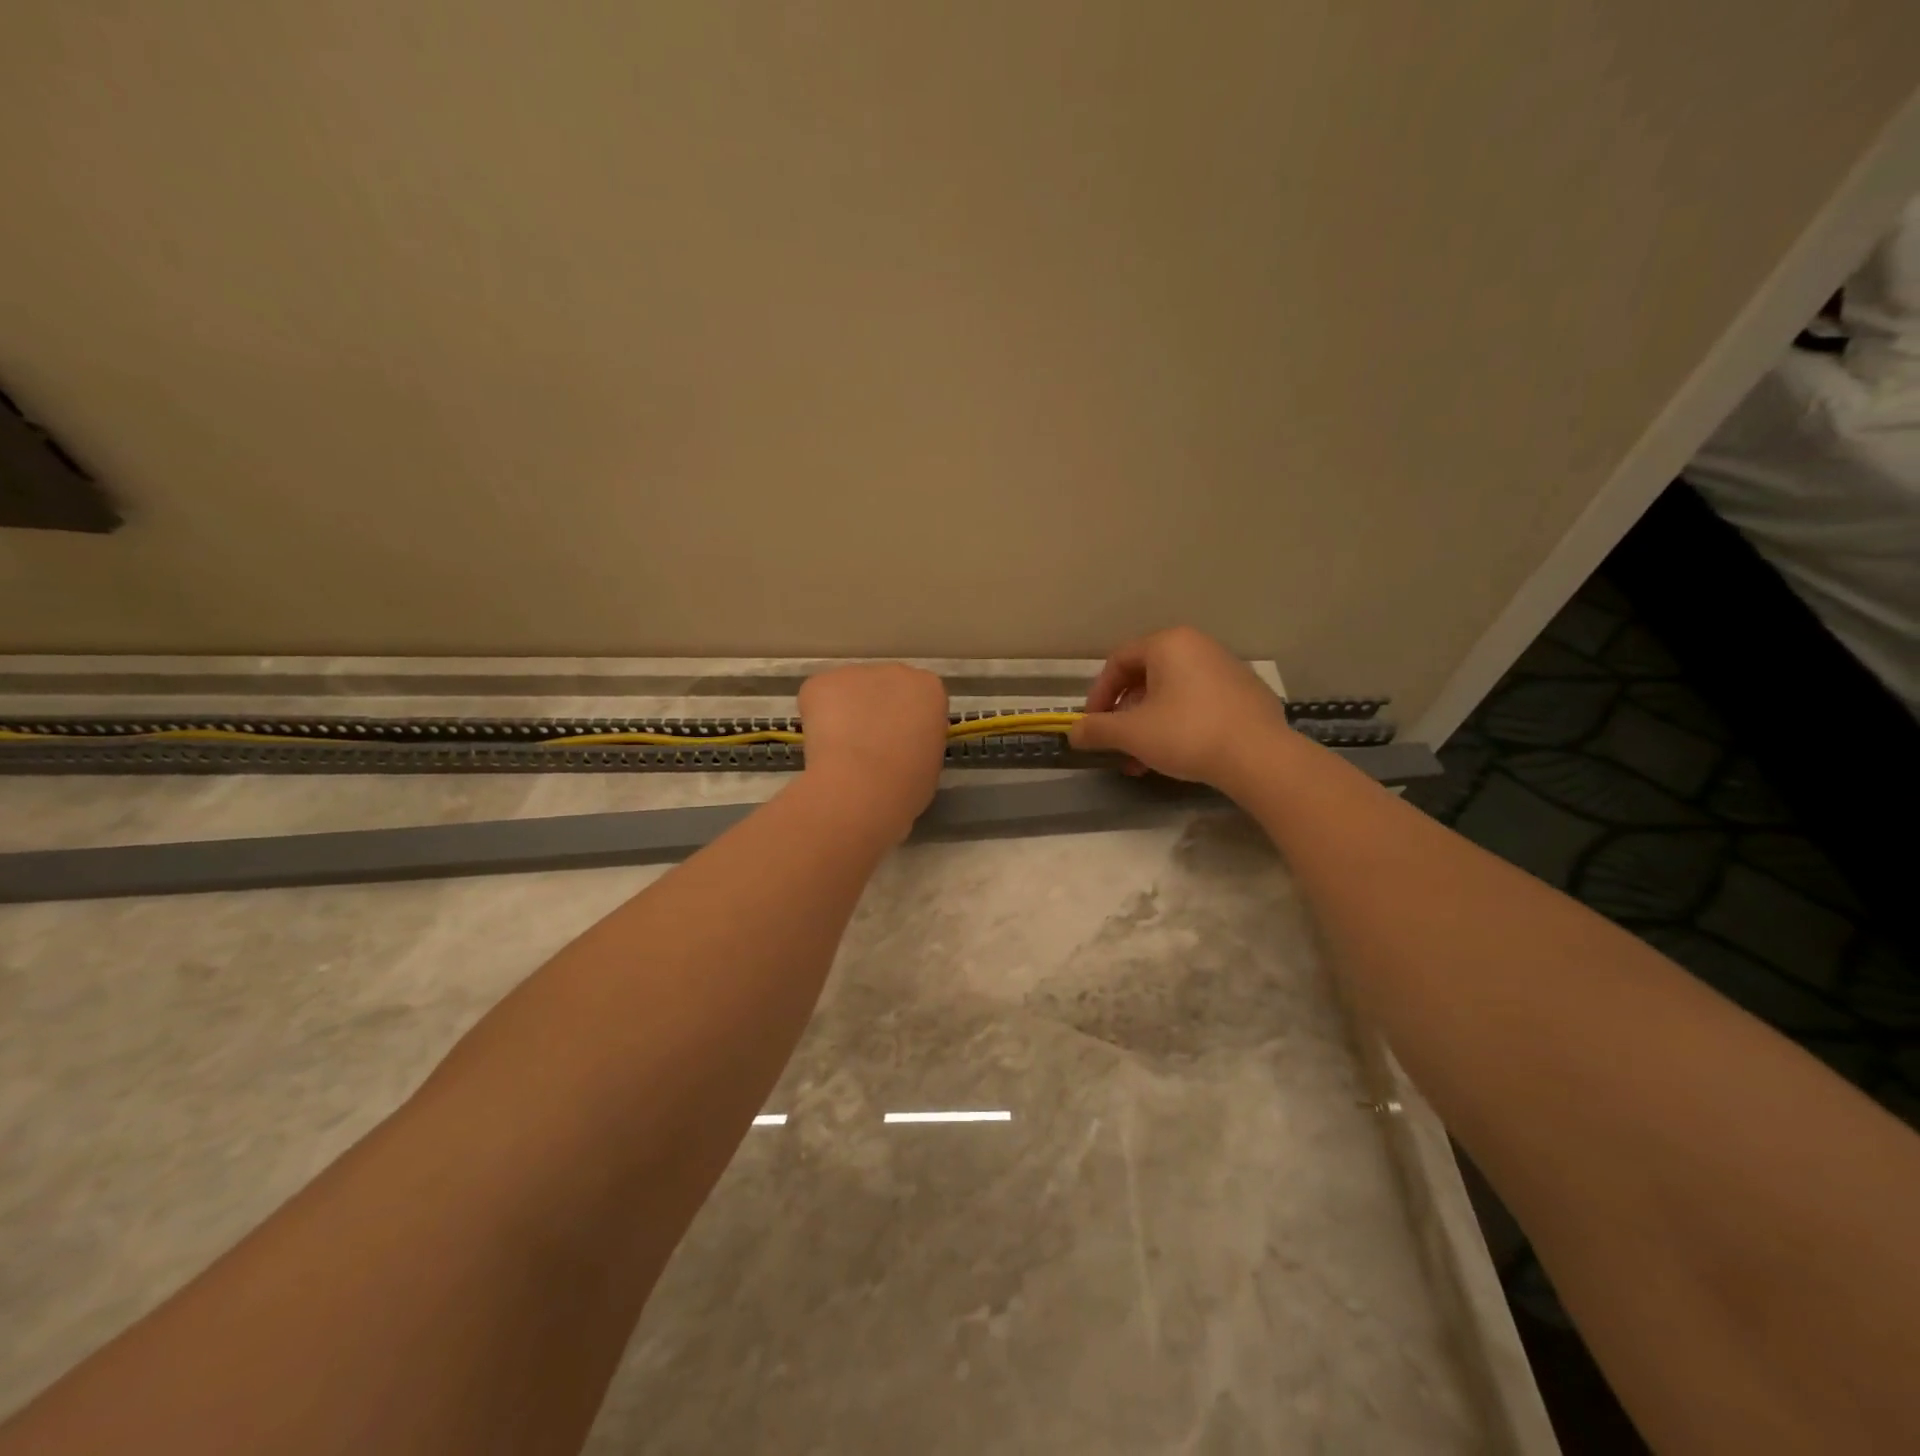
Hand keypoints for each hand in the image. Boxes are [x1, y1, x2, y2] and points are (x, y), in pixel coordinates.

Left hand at [798, 664, 949, 841]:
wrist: (862, 787)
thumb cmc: (907, 784)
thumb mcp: (930, 760)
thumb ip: (917, 740)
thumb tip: (899, 744)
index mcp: (929, 689)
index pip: (918, 700)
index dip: (905, 723)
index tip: (898, 745)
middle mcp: (896, 671)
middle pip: (883, 688)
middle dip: (874, 711)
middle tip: (867, 748)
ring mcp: (855, 673)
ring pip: (848, 693)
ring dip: (844, 714)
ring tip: (840, 752)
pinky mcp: (820, 682)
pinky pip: (817, 699)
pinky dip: (815, 720)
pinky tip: (822, 747)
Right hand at [1069, 627, 1291, 790]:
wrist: (1259, 757)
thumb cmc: (1186, 734)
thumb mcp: (1132, 733)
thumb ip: (1097, 729)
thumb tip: (1073, 732)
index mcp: (1168, 644)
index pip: (1118, 661)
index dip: (1098, 694)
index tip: (1092, 725)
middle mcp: (1198, 646)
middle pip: (1145, 677)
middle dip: (1125, 715)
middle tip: (1117, 745)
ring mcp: (1226, 668)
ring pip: (1172, 693)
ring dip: (1148, 724)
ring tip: (1142, 760)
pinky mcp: (1246, 693)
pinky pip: (1199, 702)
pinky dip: (1178, 724)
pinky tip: (1177, 755)